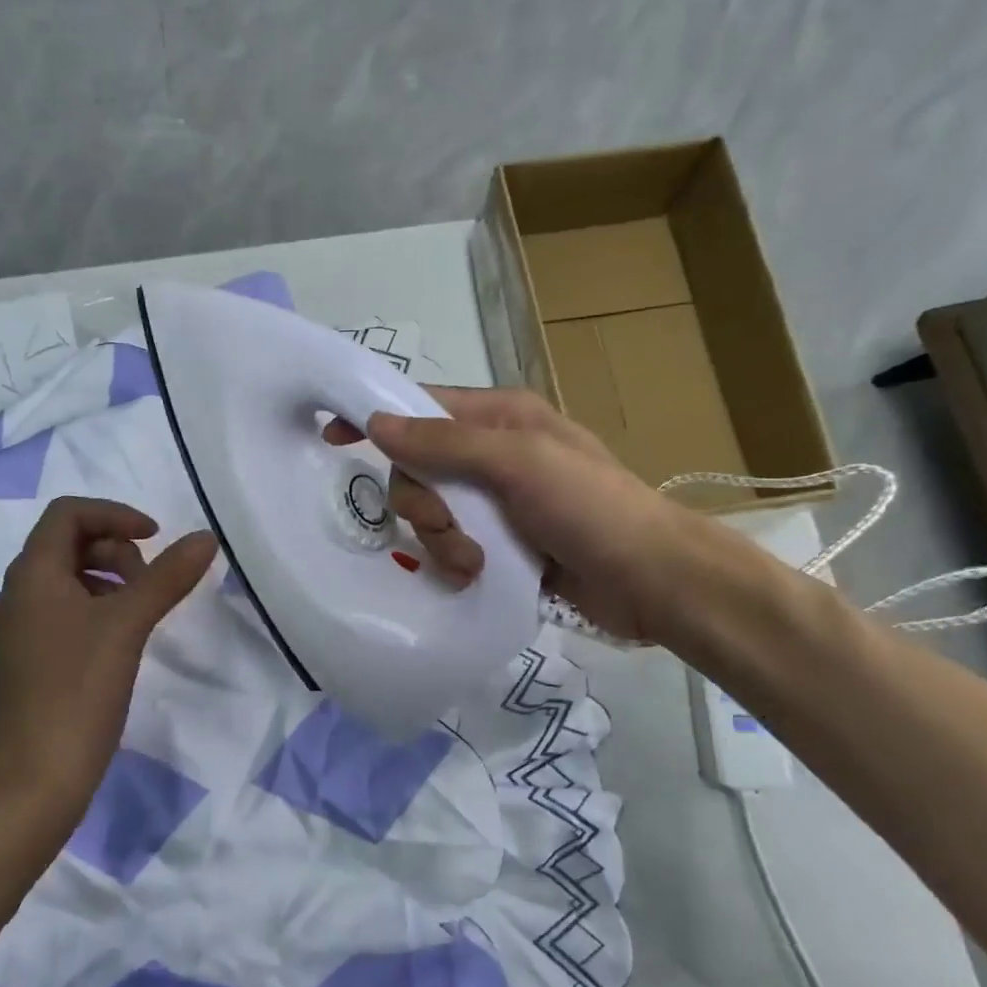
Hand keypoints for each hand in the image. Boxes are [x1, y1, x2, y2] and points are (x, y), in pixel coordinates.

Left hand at [0, 497, 217, 821]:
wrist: (32, 779)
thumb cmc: (77, 691)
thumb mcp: (128, 625)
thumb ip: (167, 576)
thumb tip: (205, 537)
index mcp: (32, 574)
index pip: (68, 514)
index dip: (115, 514)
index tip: (155, 539)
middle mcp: (16, 594)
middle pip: (66, 544)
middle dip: (115, 549)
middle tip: (149, 583)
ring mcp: (17, 631)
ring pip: (65, 580)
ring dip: (107, 580)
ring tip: (140, 613)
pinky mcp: (25, 662)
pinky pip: (61, 613)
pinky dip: (95, 609)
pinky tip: (119, 643)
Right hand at [325, 387, 692, 642]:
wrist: (653, 580)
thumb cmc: (590, 508)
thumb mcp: (519, 464)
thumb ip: (446, 443)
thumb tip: (376, 422)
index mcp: (500, 417)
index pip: (421, 406)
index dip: (378, 419)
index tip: (333, 438)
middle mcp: (493, 453)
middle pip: (417, 468)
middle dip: (423, 503)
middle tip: (449, 527)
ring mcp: (497, 500)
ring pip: (430, 512)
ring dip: (441, 540)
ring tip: (474, 562)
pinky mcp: (502, 542)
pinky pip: (451, 544)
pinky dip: (455, 560)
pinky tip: (477, 575)